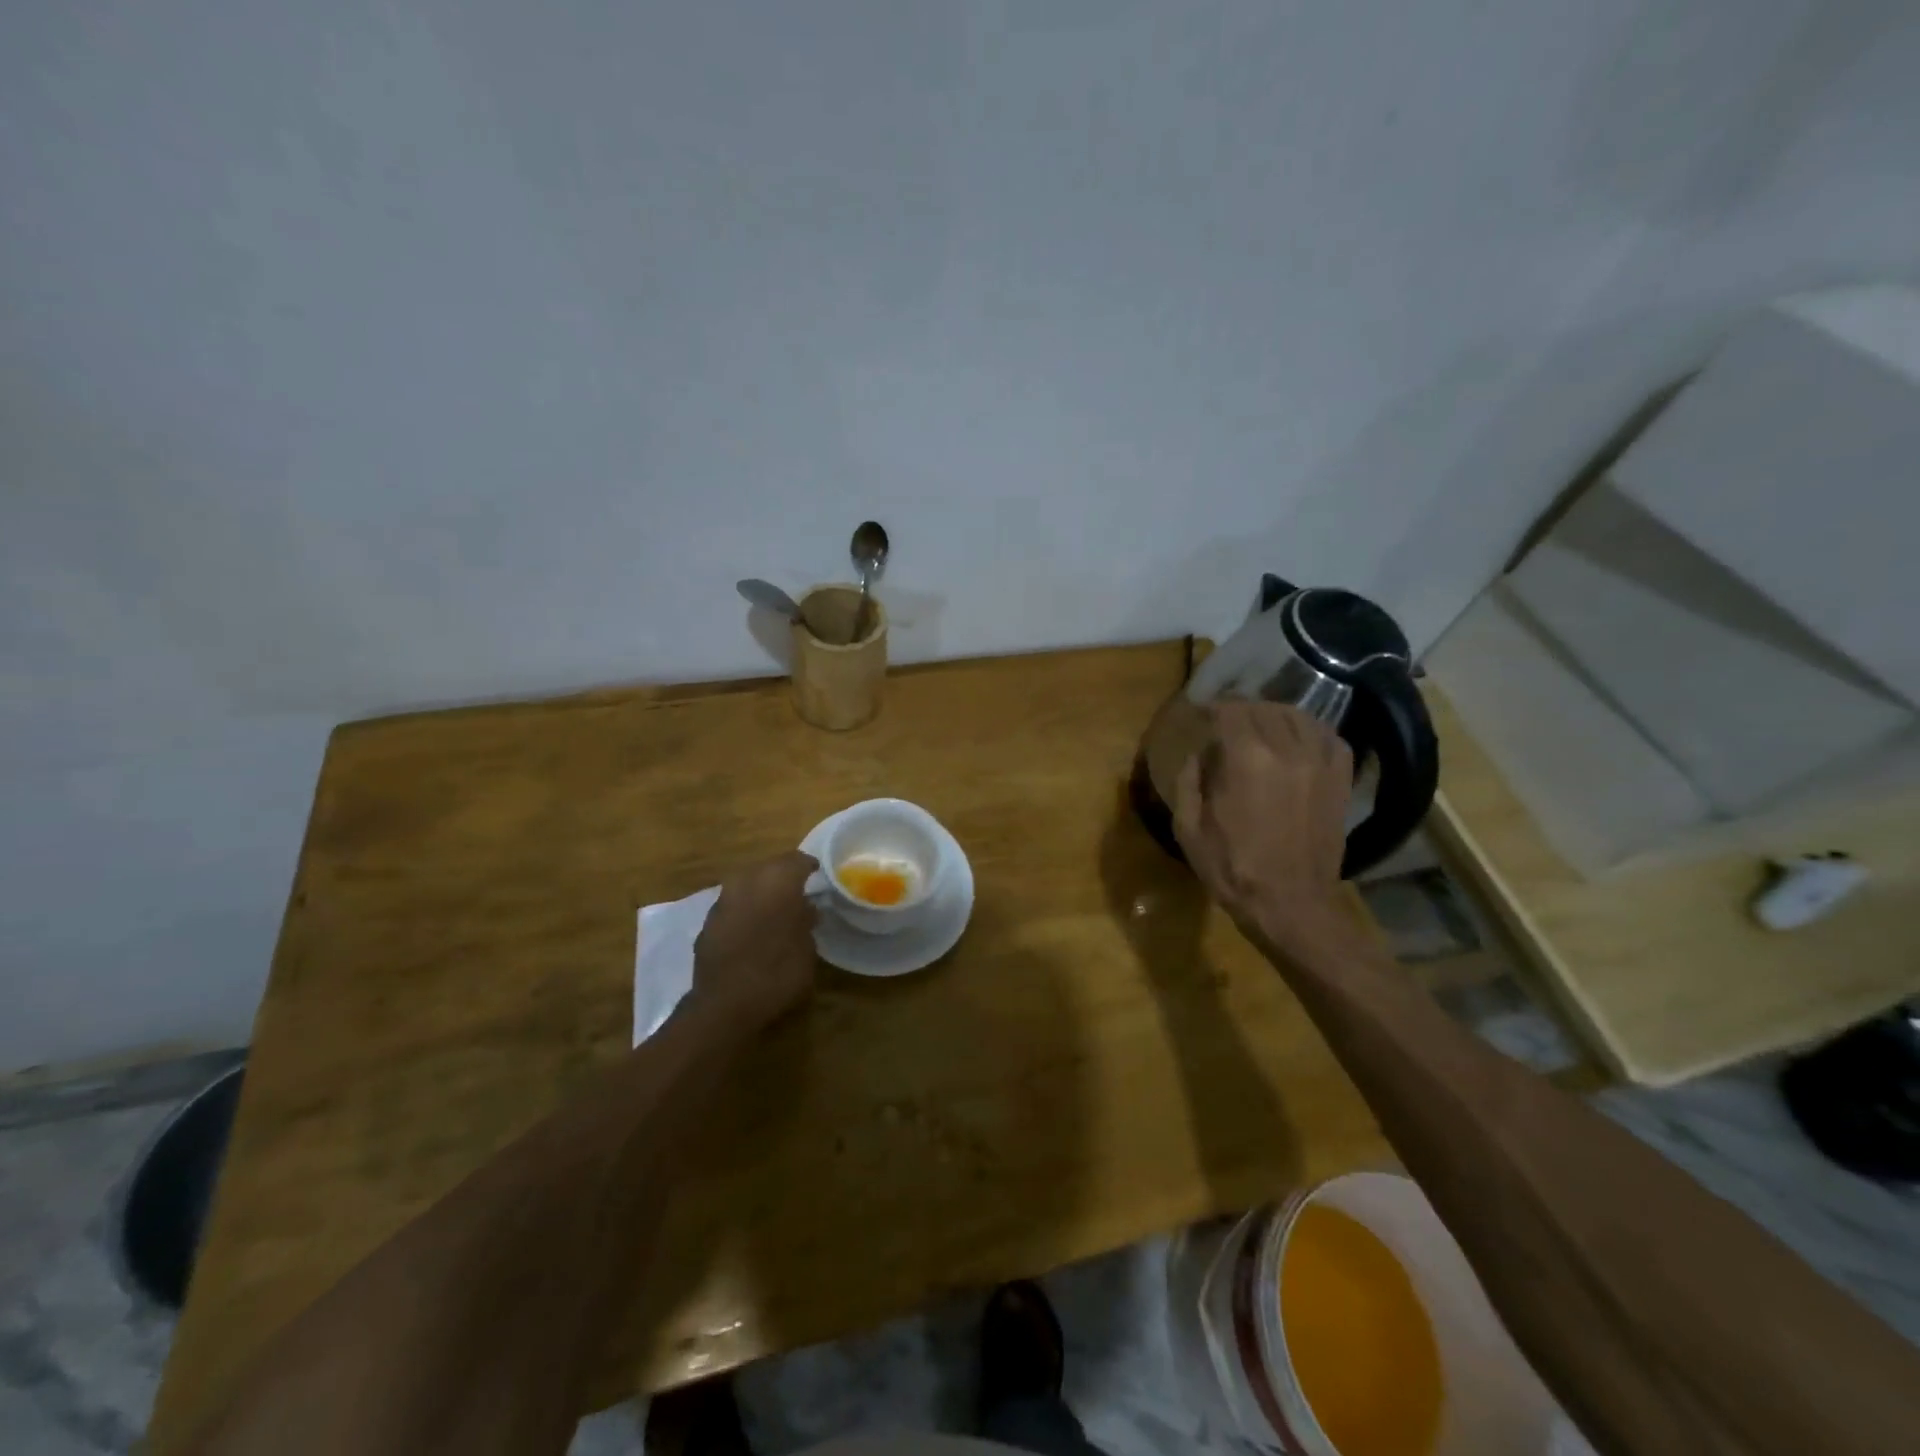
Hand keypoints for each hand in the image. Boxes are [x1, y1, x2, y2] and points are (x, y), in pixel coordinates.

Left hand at [690, 851, 819, 1033]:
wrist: (724, 1004)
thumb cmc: (777, 972)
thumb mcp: (807, 948)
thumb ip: (806, 921)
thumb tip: (805, 909)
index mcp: (777, 881)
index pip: (796, 860)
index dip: (807, 866)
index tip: (817, 873)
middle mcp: (747, 881)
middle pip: (768, 867)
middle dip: (782, 876)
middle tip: (797, 891)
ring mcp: (722, 901)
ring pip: (746, 884)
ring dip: (760, 892)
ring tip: (774, 909)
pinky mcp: (707, 922)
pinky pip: (732, 905)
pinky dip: (744, 910)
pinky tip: (752, 927)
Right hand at [1174, 701, 1353, 954]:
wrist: (1290, 904)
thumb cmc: (1232, 868)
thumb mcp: (1188, 828)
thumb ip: (1189, 780)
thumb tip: (1199, 754)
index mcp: (1245, 758)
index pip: (1231, 710)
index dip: (1213, 707)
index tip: (1202, 713)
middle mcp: (1286, 749)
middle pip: (1263, 708)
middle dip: (1241, 710)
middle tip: (1226, 721)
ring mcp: (1319, 762)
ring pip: (1297, 716)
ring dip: (1274, 715)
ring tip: (1260, 726)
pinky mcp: (1339, 778)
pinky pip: (1328, 736)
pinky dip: (1309, 729)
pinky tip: (1295, 739)